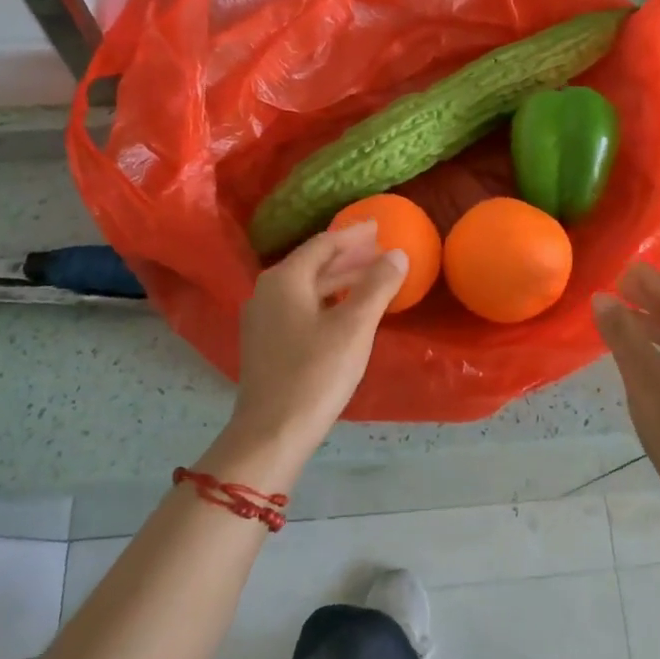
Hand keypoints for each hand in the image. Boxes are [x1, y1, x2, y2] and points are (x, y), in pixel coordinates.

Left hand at [226, 222, 406, 460]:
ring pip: (307, 288)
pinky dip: (327, 300)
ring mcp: (262, 319)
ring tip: (371, 278)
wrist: (272, 431)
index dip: (353, 235)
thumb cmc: (316, 373)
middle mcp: (267, 292)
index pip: (323, 244)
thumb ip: (377, 286)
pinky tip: (345, 311)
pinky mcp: (265, 343)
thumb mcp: (355, 326)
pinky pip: (300, 307)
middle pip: (313, 264)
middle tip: (381, 251)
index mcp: (285, 279)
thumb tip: (397, 254)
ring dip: (339, 280)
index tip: (378, 226)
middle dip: (348, 257)